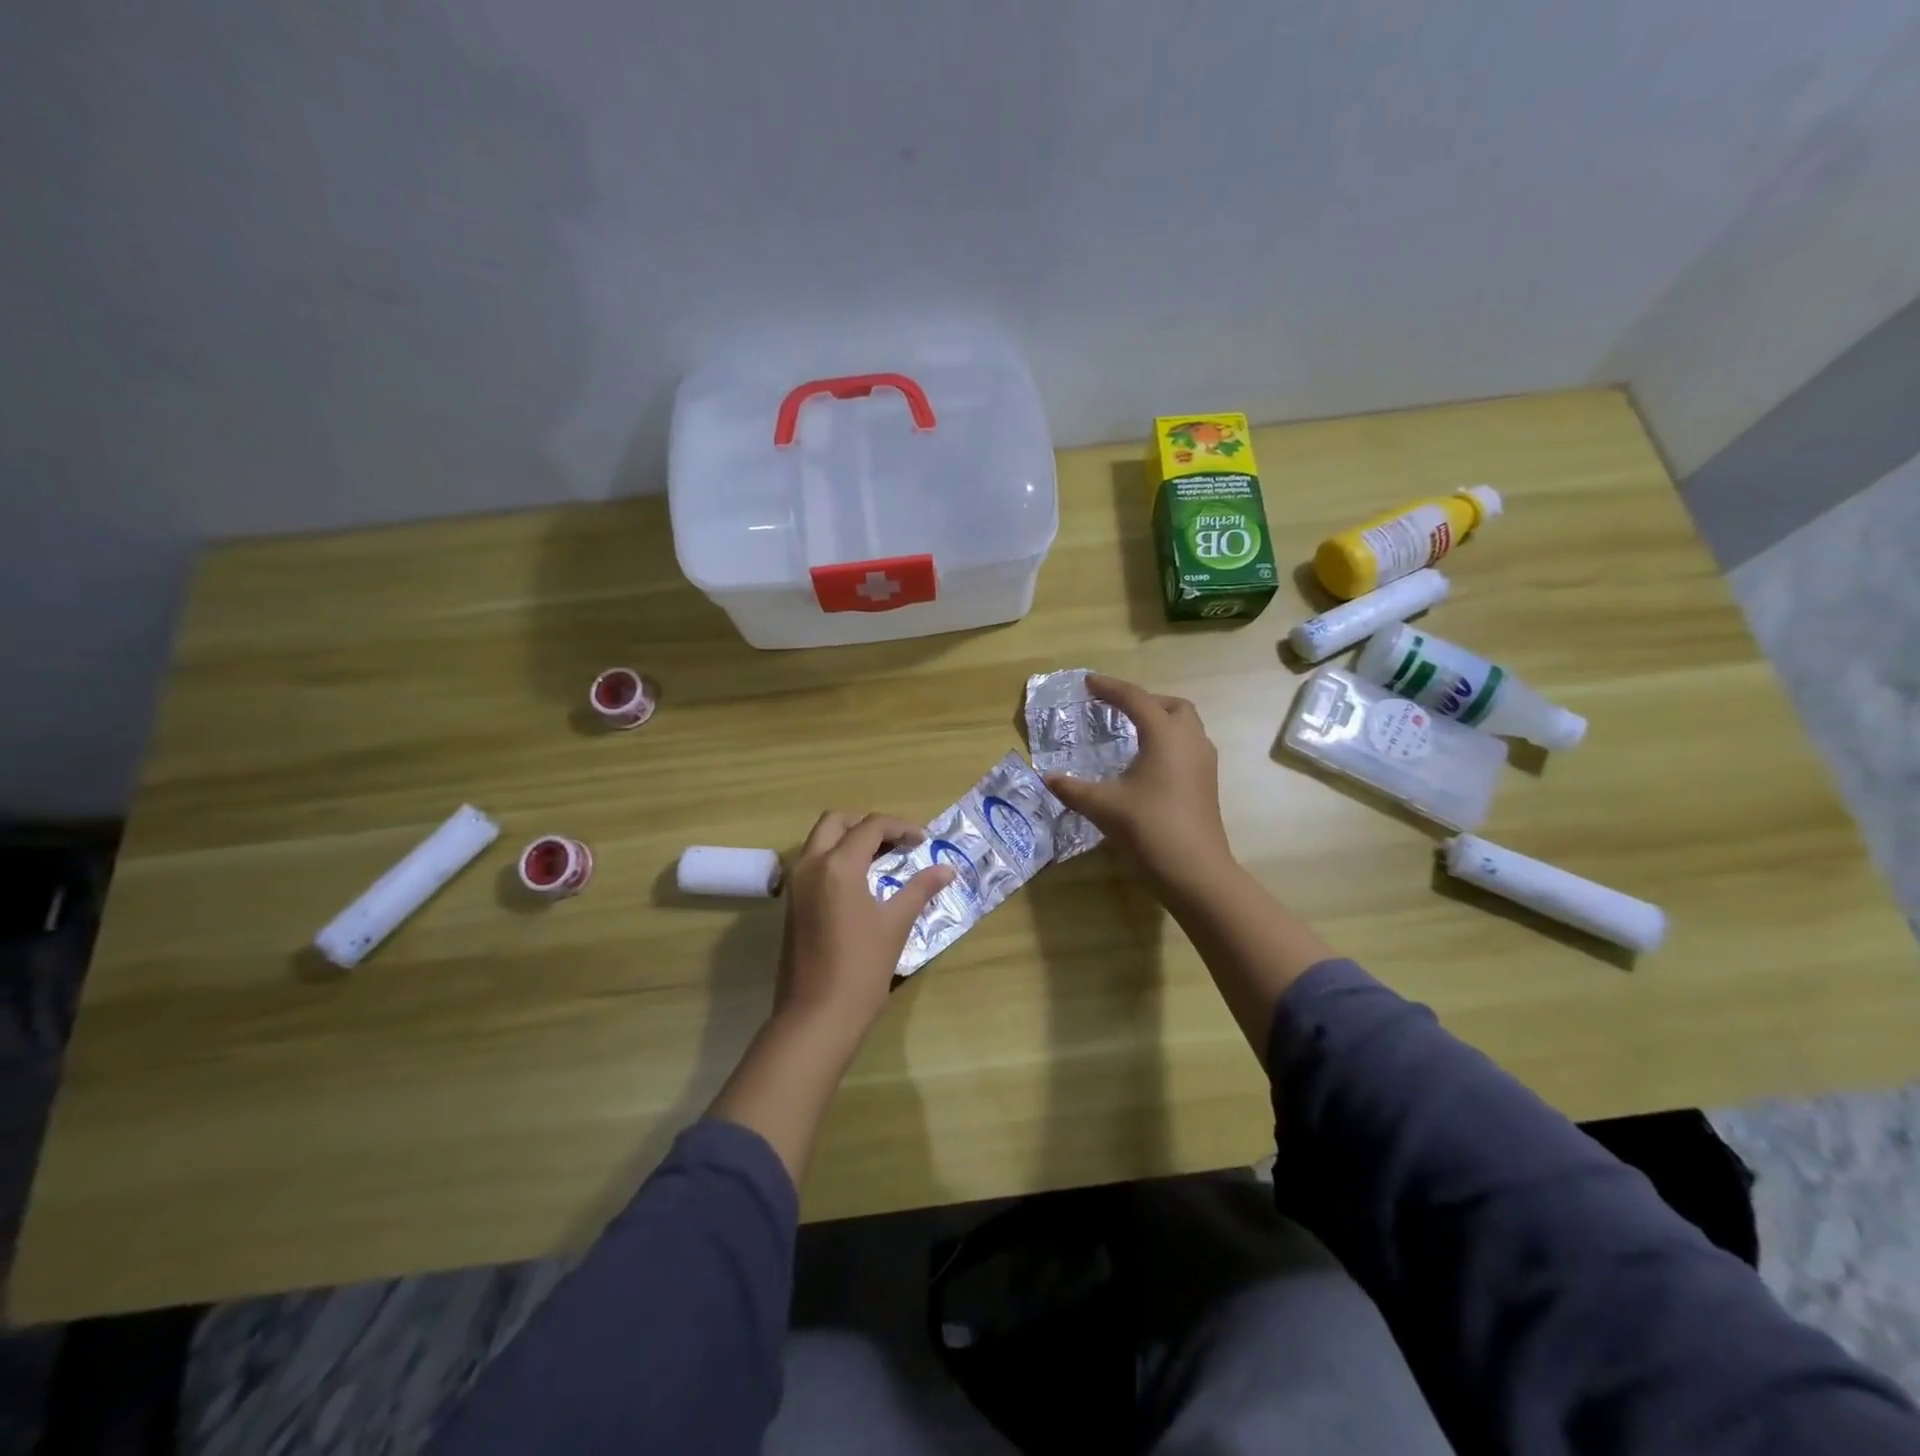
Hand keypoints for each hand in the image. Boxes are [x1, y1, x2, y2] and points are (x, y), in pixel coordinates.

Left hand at [775, 811, 953, 1042]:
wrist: (816, 1015)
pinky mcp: (791, 902)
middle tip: (896, 842)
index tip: (923, 841)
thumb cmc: (861, 967)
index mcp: (838, 865)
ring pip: (820, 840)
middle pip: (836, 821)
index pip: (871, 826)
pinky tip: (861, 882)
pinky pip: (813, 862)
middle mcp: (811, 864)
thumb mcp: (896, 924)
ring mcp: (796, 884)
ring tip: (882, 859)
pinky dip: (836, 857)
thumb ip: (920, 889)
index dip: (901, 827)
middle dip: (867, 824)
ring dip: (849, 838)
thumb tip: (947, 870)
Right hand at [1042, 674, 1232, 889]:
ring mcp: (1203, 763)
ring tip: (1132, 733)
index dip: (1110, 688)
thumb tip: (1047, 778)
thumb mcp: (1103, 806)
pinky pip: (1189, 747)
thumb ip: (1073, 788)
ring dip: (1161, 720)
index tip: (1088, 683)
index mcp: (1165, 735)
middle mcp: (1189, 741)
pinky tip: (1149, 764)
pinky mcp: (1207, 783)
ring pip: (1186, 726)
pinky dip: (1169, 742)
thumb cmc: (1149, 828)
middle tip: (1117, 709)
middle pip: (1171, 706)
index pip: (1135, 699)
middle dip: (1144, 701)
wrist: (1195, 871)